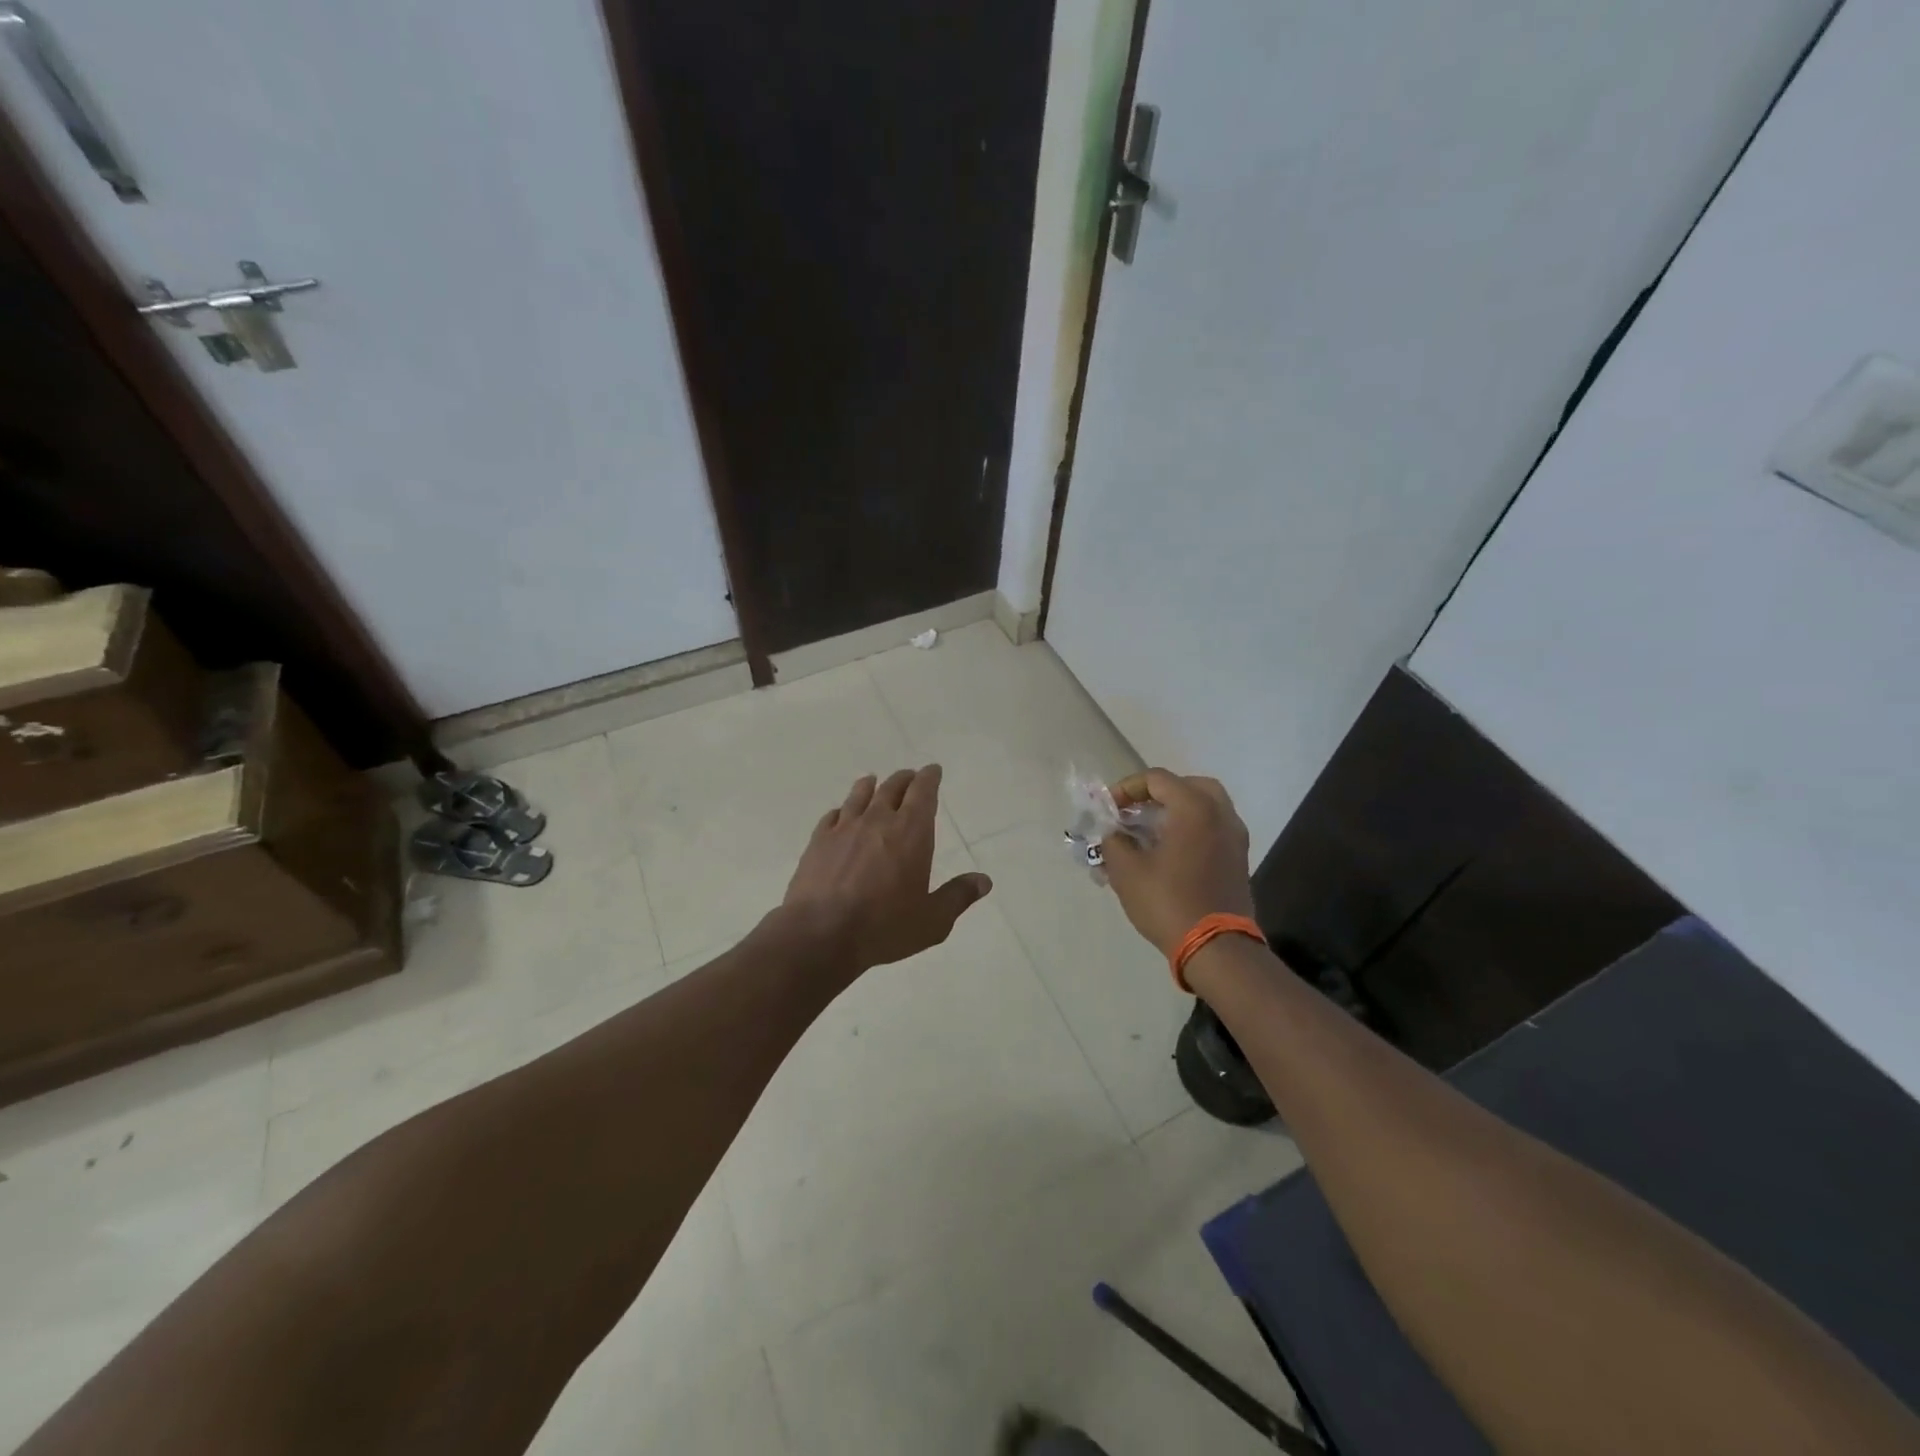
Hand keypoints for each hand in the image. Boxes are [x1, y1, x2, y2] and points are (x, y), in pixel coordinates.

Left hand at [783, 765, 992, 974]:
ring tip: (873, 782)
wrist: (821, 933)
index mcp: (911, 832)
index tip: (932, 770)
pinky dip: (842, 810)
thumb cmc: (884, 926)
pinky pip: (832, 816)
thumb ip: (958, 896)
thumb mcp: (932, 920)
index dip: (929, 778)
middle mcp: (878, 820)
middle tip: (909, 777)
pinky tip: (840, 814)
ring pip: (860, 796)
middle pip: (892, 788)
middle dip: (904, 780)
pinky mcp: (818, 842)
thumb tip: (984, 881)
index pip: (923, 793)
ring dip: (870, 786)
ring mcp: (844, 828)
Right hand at [1099, 769, 1255, 956]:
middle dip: (1157, 794)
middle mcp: (1220, 814)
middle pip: (1187, 786)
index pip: (1157, 779)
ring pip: (1204, 806)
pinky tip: (1169, 852)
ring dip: (1175, 811)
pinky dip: (1191, 828)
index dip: (1127, 788)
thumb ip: (1114, 841)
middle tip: (1135, 812)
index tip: (1108, 809)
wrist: (1216, 948)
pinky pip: (1213, 827)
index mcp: (1194, 808)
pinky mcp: (1238, 859)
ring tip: (1149, 832)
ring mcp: (1234, 837)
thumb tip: (1113, 833)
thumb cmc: (1168, 902)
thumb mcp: (1126, 871)